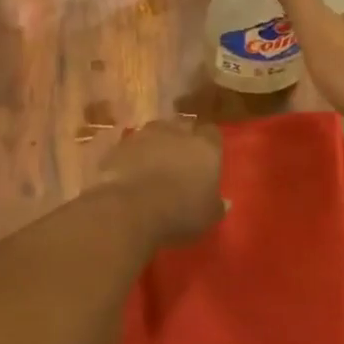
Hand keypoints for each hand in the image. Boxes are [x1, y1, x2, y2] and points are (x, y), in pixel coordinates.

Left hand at [96, 118, 225, 247]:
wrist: (130, 208)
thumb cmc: (180, 211)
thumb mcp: (208, 216)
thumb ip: (217, 206)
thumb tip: (225, 202)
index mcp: (205, 146)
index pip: (213, 134)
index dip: (210, 145)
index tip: (207, 160)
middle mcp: (176, 132)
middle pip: (183, 127)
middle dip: (182, 140)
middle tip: (181, 161)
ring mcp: (145, 135)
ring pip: (155, 133)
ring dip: (156, 145)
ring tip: (154, 165)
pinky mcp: (119, 146)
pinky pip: (131, 146)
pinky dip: (133, 156)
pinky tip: (132, 173)